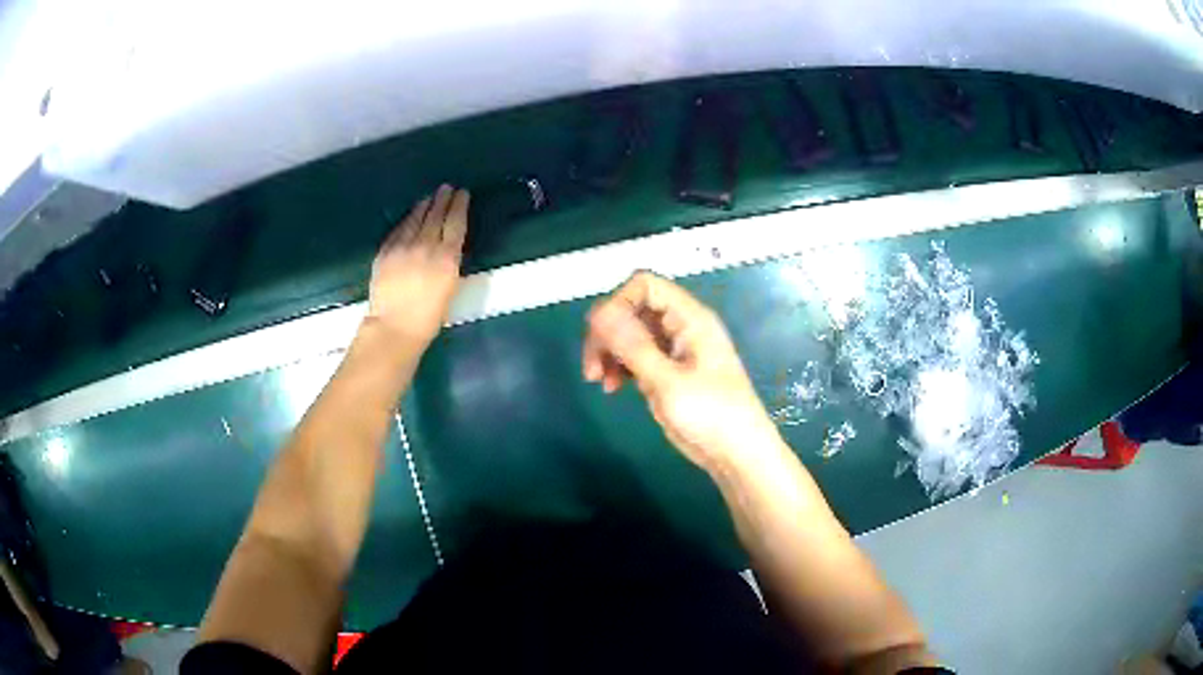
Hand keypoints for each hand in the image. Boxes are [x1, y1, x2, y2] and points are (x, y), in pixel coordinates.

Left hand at [367, 184, 468, 346]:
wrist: (395, 327)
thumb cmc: (428, 317)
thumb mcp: (450, 288)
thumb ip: (449, 263)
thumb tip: (448, 247)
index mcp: (447, 257)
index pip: (456, 223)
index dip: (460, 206)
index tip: (463, 193)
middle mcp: (426, 246)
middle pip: (436, 215)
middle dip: (443, 199)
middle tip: (447, 188)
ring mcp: (403, 246)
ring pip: (416, 218)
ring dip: (425, 205)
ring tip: (430, 196)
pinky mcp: (386, 251)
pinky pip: (399, 229)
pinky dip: (407, 219)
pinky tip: (411, 215)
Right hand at [583, 272, 782, 473]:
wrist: (737, 454)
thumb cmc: (710, 415)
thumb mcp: (667, 382)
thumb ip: (633, 346)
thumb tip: (598, 312)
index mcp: (689, 318)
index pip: (646, 286)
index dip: (619, 303)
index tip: (601, 336)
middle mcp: (681, 327)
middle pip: (633, 310)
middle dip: (607, 333)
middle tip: (592, 367)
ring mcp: (674, 350)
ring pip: (630, 334)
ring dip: (609, 351)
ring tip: (599, 381)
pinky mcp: (668, 372)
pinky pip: (636, 356)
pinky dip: (620, 367)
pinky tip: (612, 388)